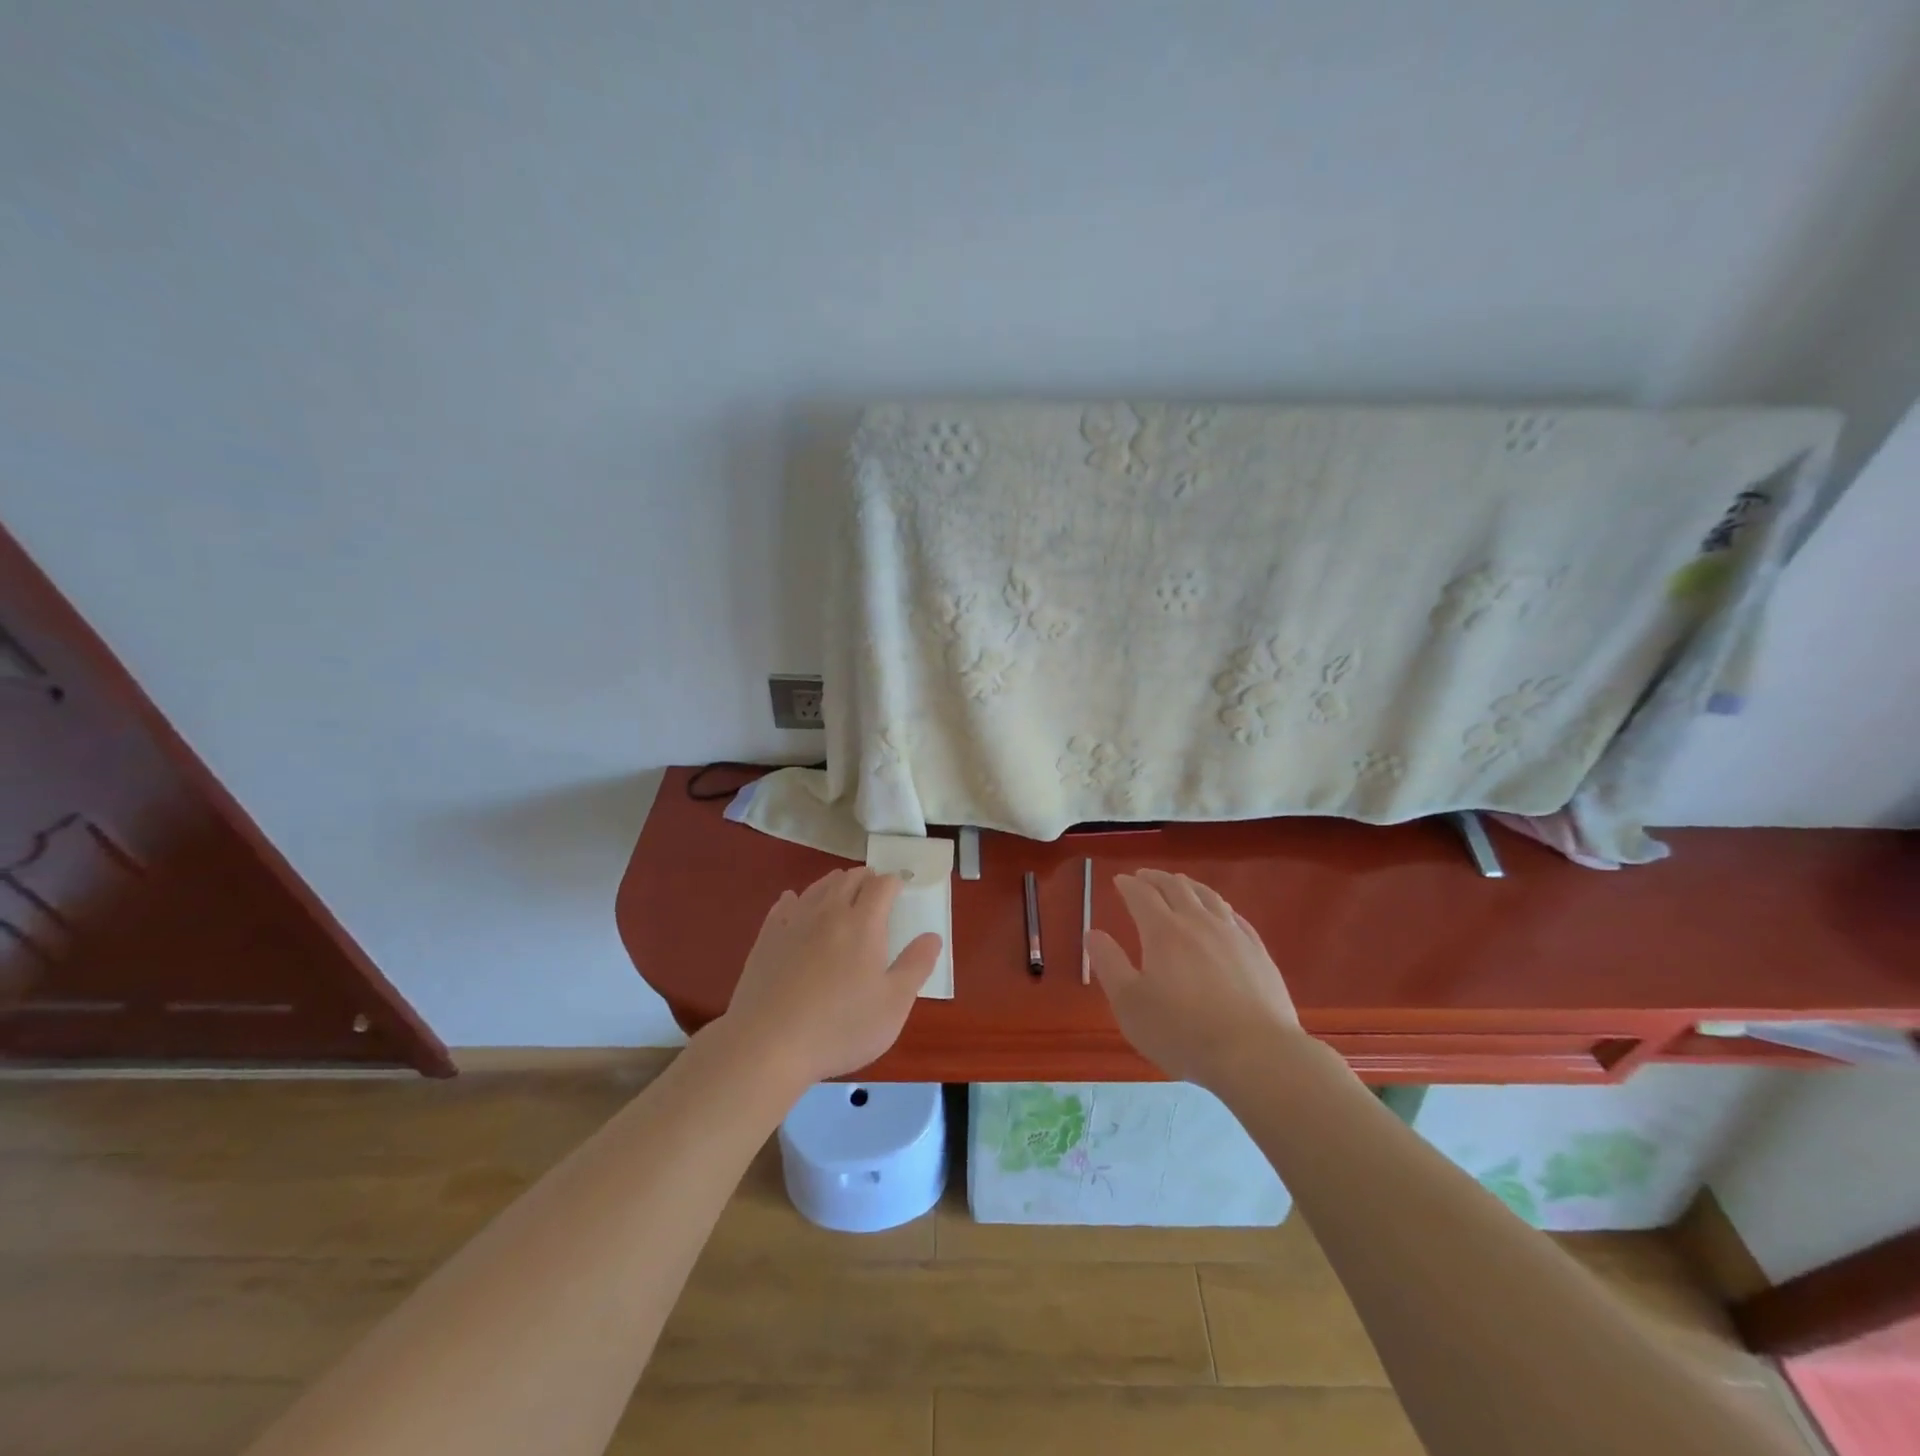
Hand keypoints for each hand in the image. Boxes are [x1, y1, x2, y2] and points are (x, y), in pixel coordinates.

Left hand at [720, 867, 941, 1086]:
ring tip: (842, 887)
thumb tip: (932, 936)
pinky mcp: (766, 939)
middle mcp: (828, 913)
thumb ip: (916, 966)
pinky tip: (794, 903)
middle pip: (848, 880)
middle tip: (874, 885)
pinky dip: (796, 899)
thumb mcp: (893, 1004)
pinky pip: (784, 905)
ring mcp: (793, 923)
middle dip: (865, 878)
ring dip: (834, 883)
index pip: (882, 886)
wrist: (767, 1044)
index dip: (893, 882)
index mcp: (863, 924)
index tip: (900, 886)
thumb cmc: (840, 1027)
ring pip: (817, 888)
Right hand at [1087, 869, 1303, 1087]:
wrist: (1256, 1054)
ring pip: (1208, 897)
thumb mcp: (1130, 1004)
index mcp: (1163, 932)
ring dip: (1189, 885)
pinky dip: (1220, 907)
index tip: (1119, 880)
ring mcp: (1233, 935)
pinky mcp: (1258, 953)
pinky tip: (1222, 913)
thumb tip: (1093, 933)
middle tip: (1144, 876)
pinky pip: (1236, 917)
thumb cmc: (1182, 1032)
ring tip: (1180, 883)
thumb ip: (1109, 965)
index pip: (1142, 895)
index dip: (1129, 885)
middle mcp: (1198, 923)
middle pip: (1176, 887)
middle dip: (1156, 878)